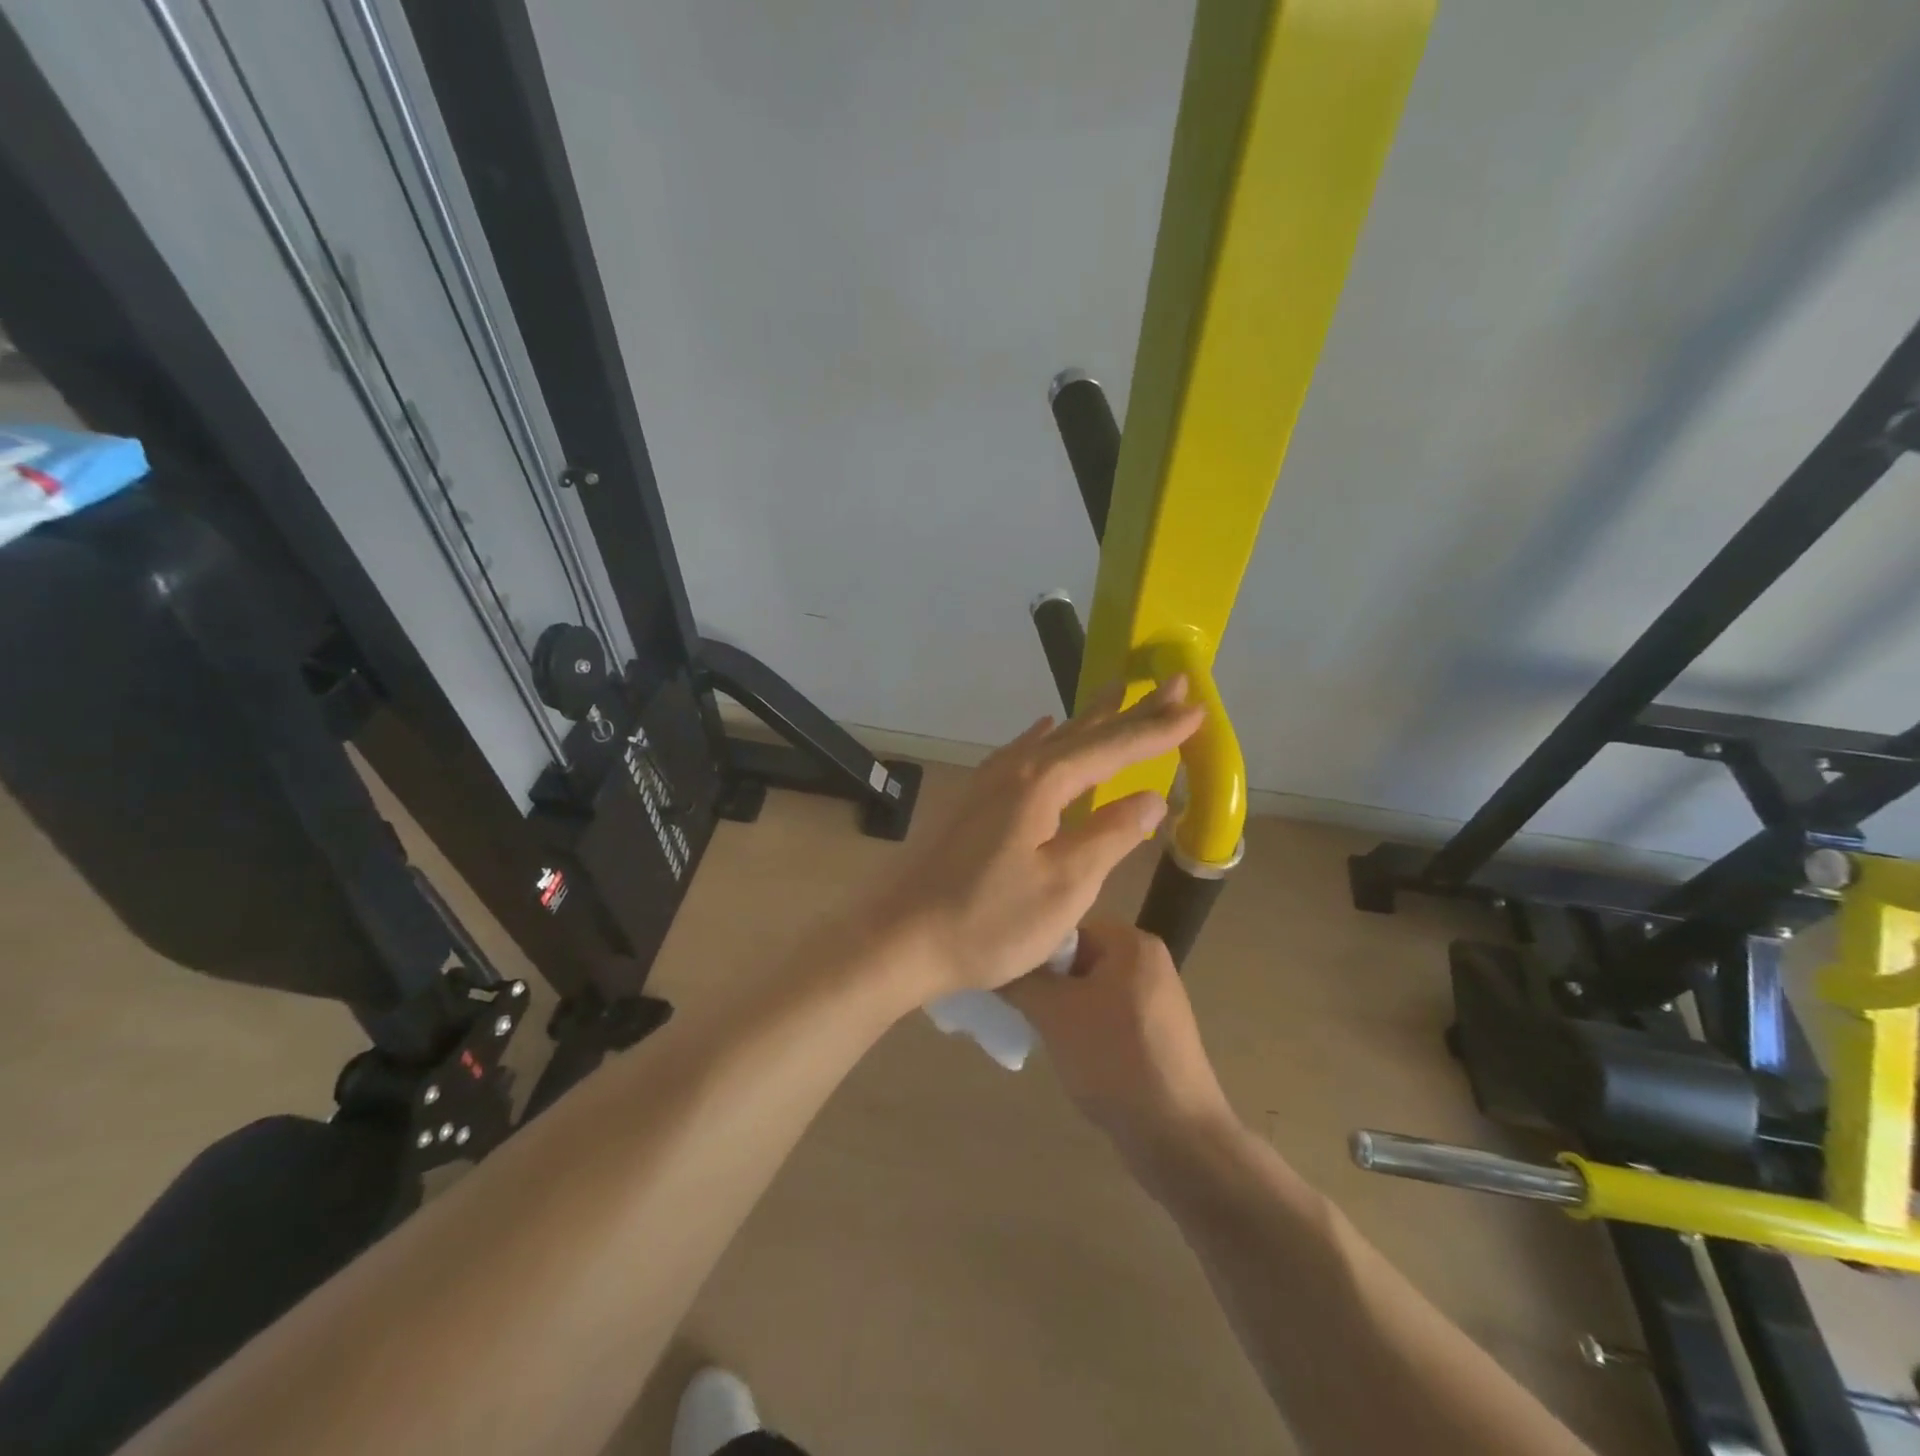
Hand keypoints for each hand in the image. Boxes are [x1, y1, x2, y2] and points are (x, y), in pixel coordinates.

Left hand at [868, 679, 1202, 1000]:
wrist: (903, 938)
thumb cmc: (990, 920)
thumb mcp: (1065, 886)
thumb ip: (1111, 835)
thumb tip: (1152, 795)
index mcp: (1043, 784)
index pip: (1114, 748)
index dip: (1158, 729)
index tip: (1197, 706)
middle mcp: (1016, 769)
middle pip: (1084, 733)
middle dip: (1131, 710)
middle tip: (1170, 681)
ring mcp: (989, 782)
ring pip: (1053, 739)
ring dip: (1091, 719)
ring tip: (1118, 693)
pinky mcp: (974, 800)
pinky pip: (1023, 753)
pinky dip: (1047, 738)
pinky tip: (1046, 728)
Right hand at [1001, 920, 1232, 1150]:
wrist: (1176, 1135)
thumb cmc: (1114, 1058)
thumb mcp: (1055, 1013)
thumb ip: (1019, 980)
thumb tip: (990, 960)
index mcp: (1131, 943)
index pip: (1066, 927)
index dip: (1033, 950)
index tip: (1005, 974)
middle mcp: (1147, 961)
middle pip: (1077, 957)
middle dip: (1045, 980)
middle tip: (1015, 1004)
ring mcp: (1154, 998)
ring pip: (1088, 989)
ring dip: (1060, 1006)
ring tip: (1034, 1028)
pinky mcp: (1154, 1033)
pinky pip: (1105, 1014)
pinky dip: (1081, 1026)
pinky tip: (1064, 1050)